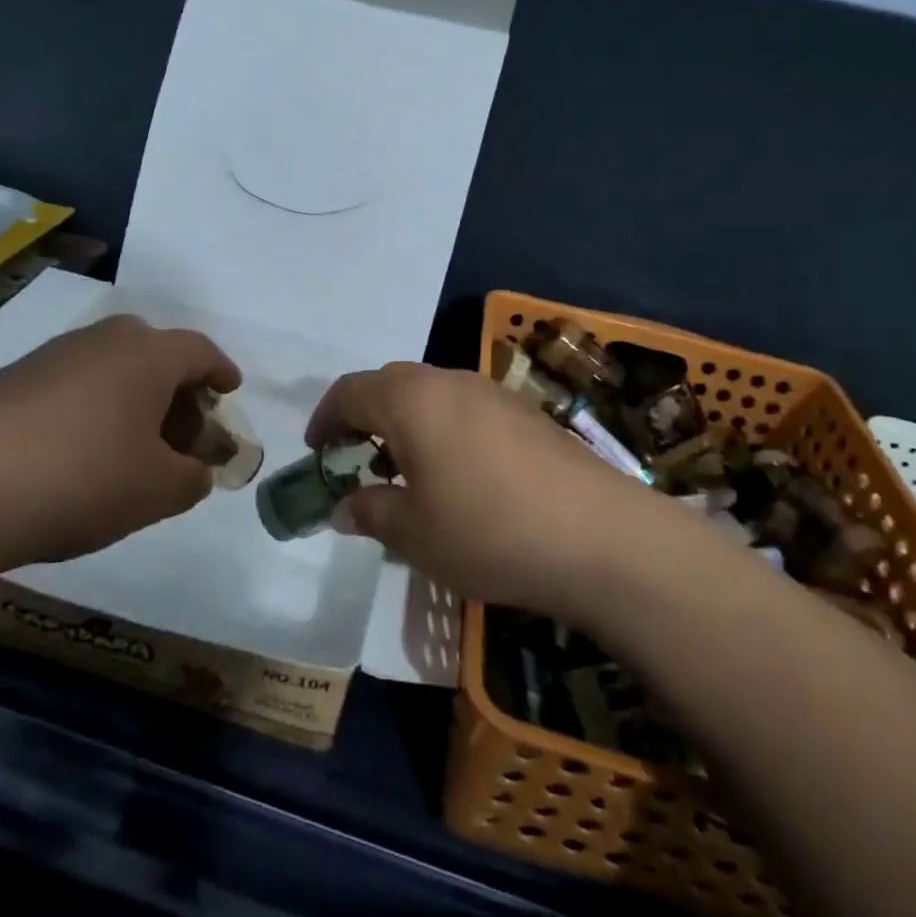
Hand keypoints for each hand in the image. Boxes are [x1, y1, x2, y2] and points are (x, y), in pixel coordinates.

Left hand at [0, 314, 240, 579]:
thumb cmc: (81, 479)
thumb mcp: (157, 491)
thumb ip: (192, 479)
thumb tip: (194, 472)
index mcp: (147, 356)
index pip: (200, 351)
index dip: (221, 371)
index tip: (231, 390)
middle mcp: (102, 342)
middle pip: (154, 352)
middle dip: (177, 387)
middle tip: (183, 428)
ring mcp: (51, 357)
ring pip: (110, 367)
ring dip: (132, 398)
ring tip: (132, 446)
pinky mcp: (9, 380)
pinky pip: (72, 384)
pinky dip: (91, 408)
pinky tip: (80, 453)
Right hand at [306, 362, 673, 620]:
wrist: (598, 536)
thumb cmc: (487, 530)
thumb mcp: (413, 533)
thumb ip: (369, 511)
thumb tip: (344, 506)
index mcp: (410, 399)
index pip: (349, 392)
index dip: (325, 420)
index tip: (317, 455)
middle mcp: (449, 380)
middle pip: (390, 384)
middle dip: (365, 419)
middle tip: (359, 463)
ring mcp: (493, 392)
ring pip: (431, 394)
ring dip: (407, 424)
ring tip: (408, 474)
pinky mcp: (526, 413)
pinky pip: (466, 409)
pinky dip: (444, 430)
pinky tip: (460, 477)